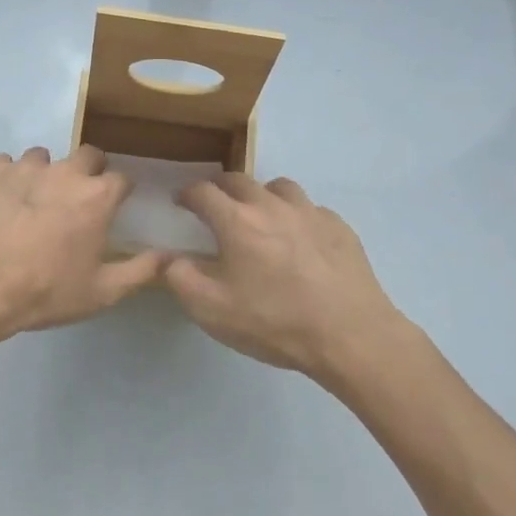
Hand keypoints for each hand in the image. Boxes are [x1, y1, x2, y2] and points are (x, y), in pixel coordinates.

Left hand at [0, 146, 167, 344]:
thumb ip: (141, 271)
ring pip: (43, 157)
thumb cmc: (46, 291)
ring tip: (33, 202)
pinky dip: (6, 177)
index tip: (114, 207)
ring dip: (44, 173)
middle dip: (88, 171)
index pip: (122, 178)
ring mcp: (25, 167)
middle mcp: (65, 172)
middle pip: (87, 154)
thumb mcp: (102, 292)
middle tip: (76, 200)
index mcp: (97, 196)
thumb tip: (170, 256)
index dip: (120, 192)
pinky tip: (1, 202)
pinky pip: (4, 164)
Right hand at [167, 175, 412, 380]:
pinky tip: (300, 240)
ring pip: (279, 187)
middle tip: (215, 207)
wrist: (350, 335)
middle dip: (221, 189)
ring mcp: (310, 212)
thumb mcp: (211, 309)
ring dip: (262, 195)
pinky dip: (296, 216)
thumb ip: (179, 277)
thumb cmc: (273, 321)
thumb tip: (164, 257)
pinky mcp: (339, 227)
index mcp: (236, 220)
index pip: (202, 191)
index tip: (181, 202)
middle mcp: (271, 204)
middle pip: (239, 180)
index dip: (186, 194)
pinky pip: (310, 209)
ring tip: (260, 217)